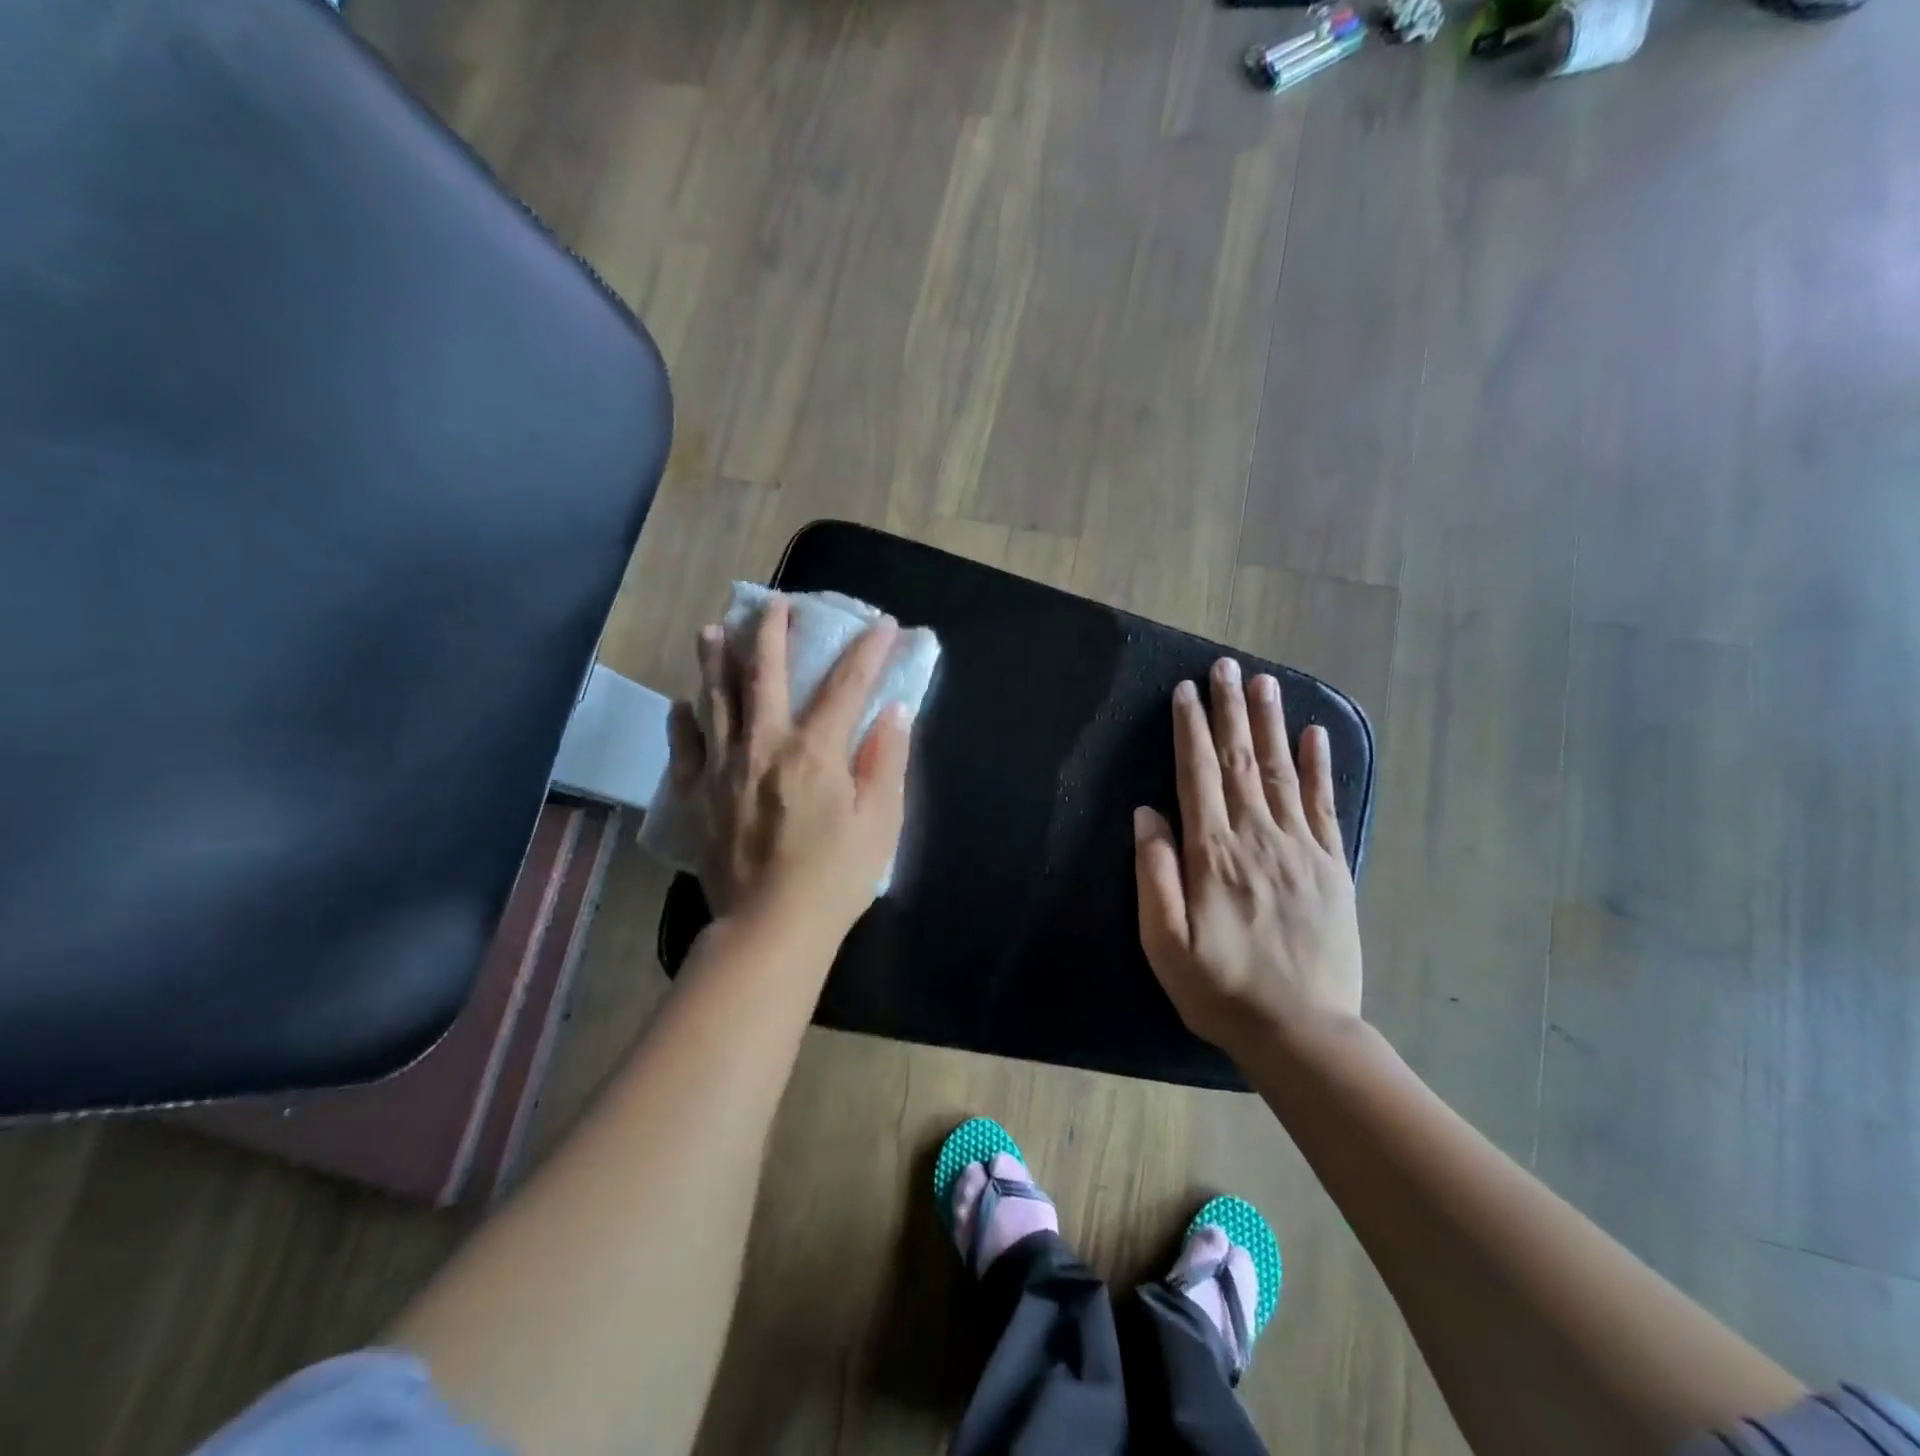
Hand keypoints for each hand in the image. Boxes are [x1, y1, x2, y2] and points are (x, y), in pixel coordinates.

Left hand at [664, 595, 910, 936]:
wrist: (770, 929)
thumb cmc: (836, 877)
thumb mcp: (880, 821)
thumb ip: (885, 760)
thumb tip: (893, 711)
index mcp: (814, 751)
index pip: (846, 685)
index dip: (867, 651)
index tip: (882, 624)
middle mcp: (763, 745)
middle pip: (764, 674)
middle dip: (772, 632)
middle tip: (775, 604)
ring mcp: (722, 768)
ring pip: (715, 699)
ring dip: (716, 661)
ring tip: (714, 631)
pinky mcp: (697, 796)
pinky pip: (684, 747)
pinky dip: (684, 721)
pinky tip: (683, 705)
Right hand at [1133, 658, 1362, 1053]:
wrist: (1302, 1032)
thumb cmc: (1220, 988)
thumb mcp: (1164, 943)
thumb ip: (1156, 873)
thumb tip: (1147, 813)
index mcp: (1213, 854)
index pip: (1198, 775)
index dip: (1191, 730)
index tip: (1186, 691)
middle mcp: (1257, 838)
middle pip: (1241, 761)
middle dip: (1230, 710)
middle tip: (1226, 667)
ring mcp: (1300, 849)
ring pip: (1283, 772)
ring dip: (1271, 723)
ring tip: (1264, 683)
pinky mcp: (1332, 866)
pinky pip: (1325, 805)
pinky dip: (1321, 766)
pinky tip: (1315, 734)